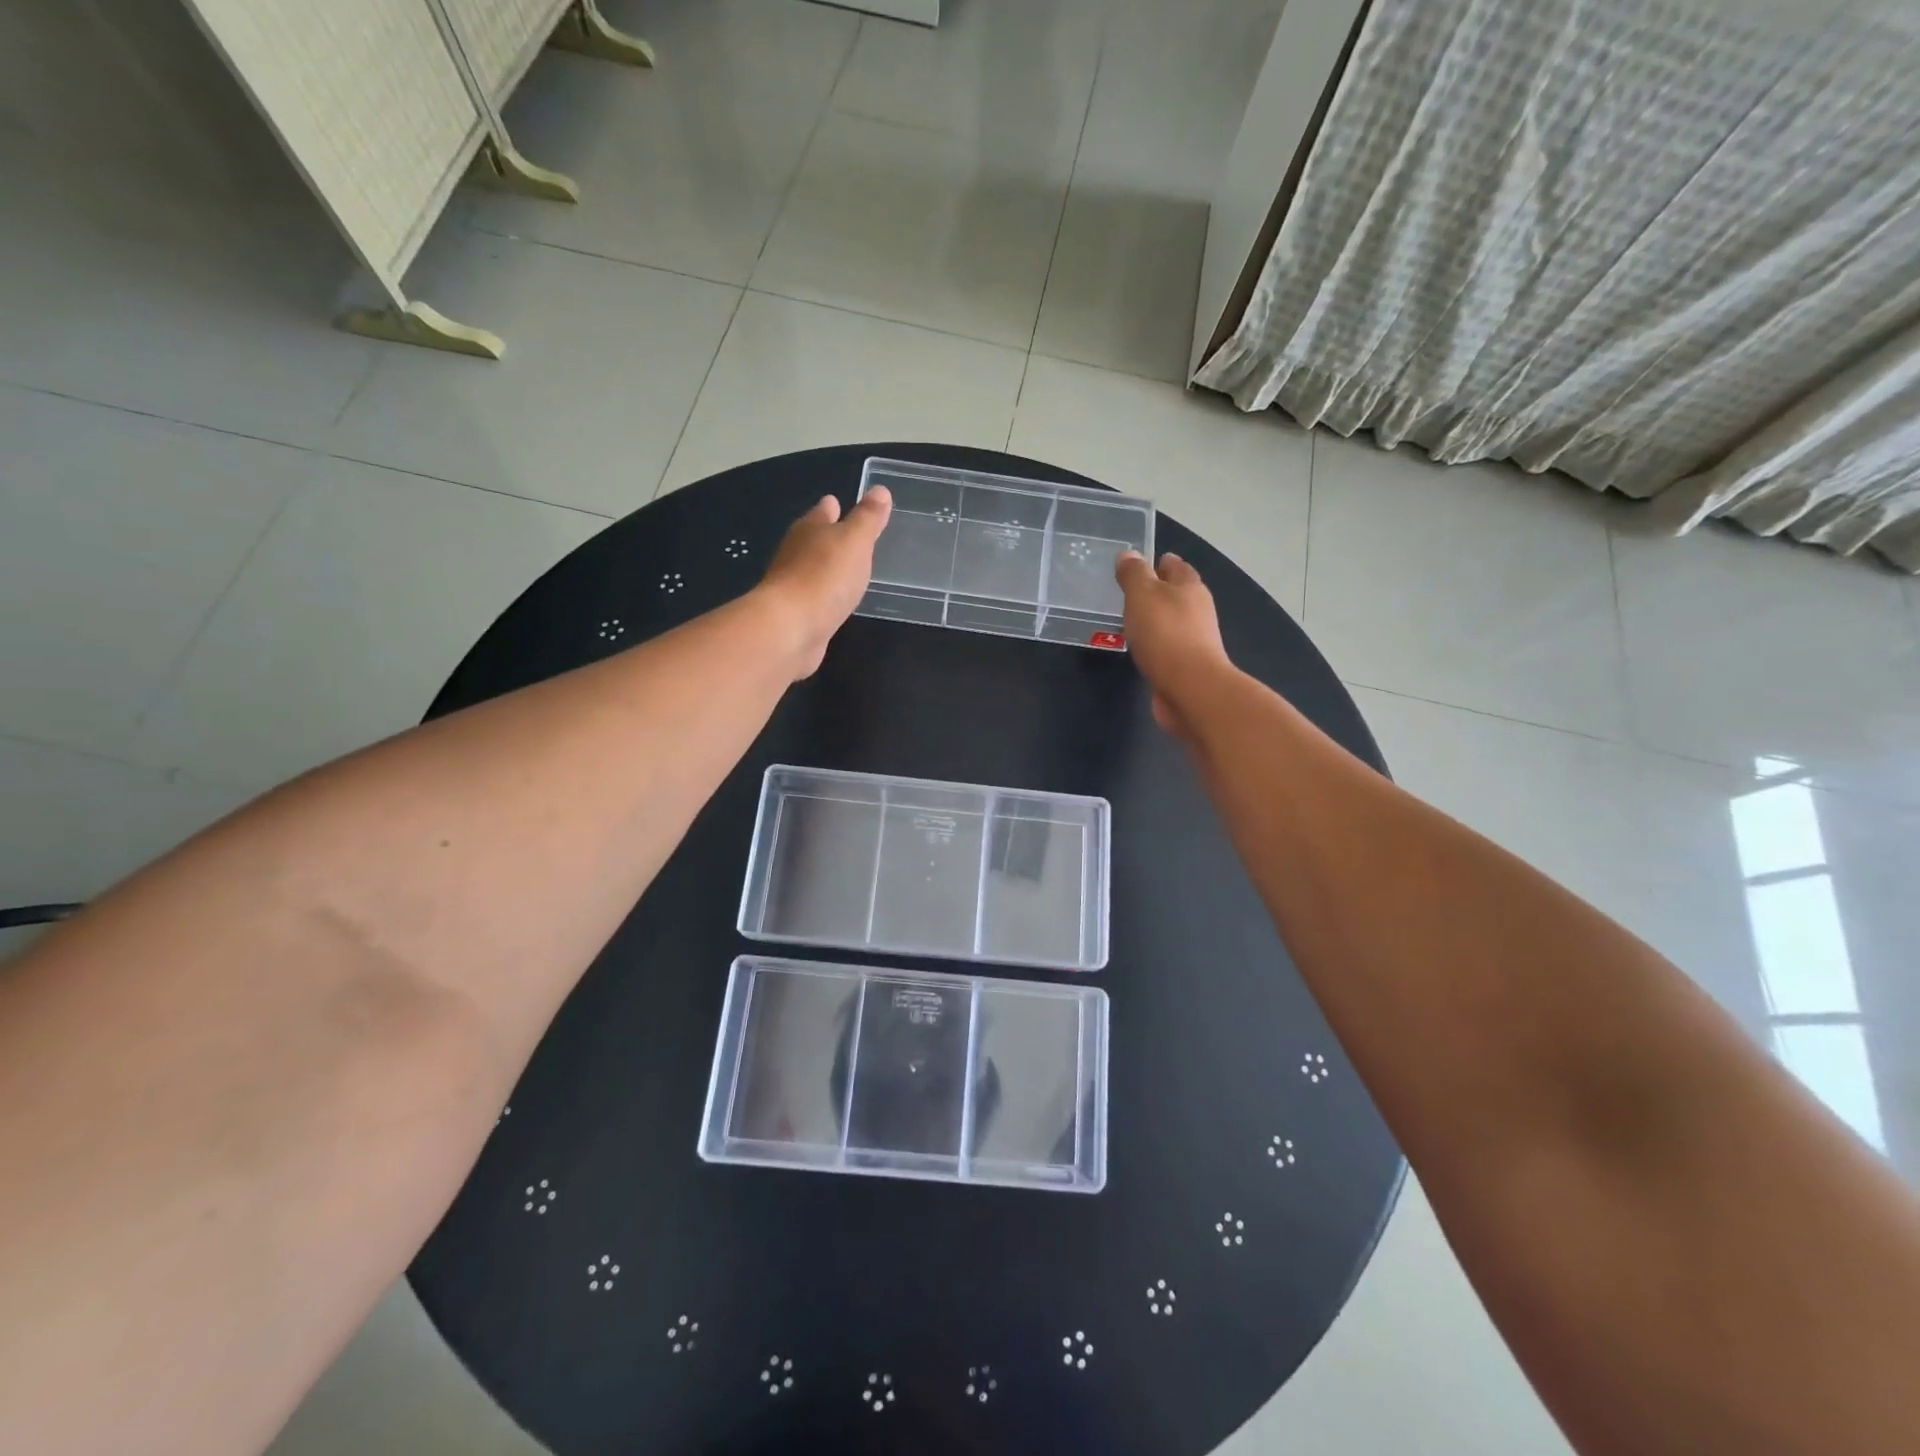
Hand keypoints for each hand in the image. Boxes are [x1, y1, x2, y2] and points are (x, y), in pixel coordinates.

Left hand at [756, 487, 892, 677]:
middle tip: (848, 537)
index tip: (838, 502)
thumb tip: (880, 490)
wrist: (790, 628)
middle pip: (813, 538)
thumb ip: (868, 518)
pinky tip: (835, 600)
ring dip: (826, 567)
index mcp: (810, 529)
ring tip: (847, 569)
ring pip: (813, 568)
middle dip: (828, 536)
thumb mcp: (855, 541)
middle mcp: (796, 553)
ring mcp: (792, 585)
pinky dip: (824, 595)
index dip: (833, 507)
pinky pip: (814, 597)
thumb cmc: (824, 576)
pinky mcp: (795, 613)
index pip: (823, 511)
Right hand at [1115, 550, 1231, 737]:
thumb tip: (1129, 555)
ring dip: (1152, 619)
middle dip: (1154, 591)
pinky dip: (1153, 644)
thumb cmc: (1165, 634)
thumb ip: (1134, 574)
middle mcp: (1197, 610)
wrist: (1190, 689)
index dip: (1157, 562)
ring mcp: (1194, 639)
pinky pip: (1165, 646)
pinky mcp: (1186, 665)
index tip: (1136, 564)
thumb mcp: (1143, 595)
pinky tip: (1138, 648)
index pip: (1175, 565)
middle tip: (1126, 592)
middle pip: (1175, 593)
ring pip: (1169, 621)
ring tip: (1127, 620)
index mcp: (1189, 587)